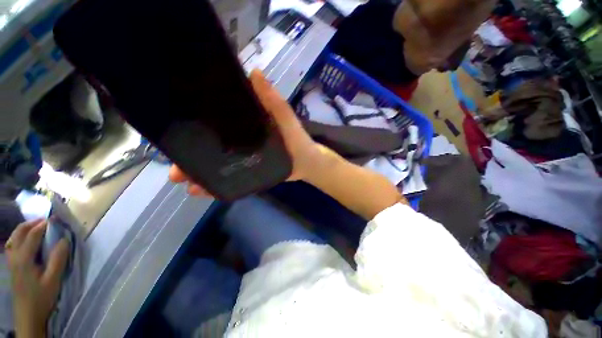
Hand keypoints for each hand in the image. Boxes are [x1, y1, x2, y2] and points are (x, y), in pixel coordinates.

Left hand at [5, 219, 68, 337]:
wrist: (28, 315)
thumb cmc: (42, 297)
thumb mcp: (53, 280)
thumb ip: (58, 259)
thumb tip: (64, 239)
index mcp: (24, 258)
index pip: (32, 235)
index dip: (43, 225)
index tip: (55, 219)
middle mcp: (15, 256)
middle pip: (19, 233)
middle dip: (32, 223)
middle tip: (46, 220)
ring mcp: (11, 261)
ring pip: (13, 238)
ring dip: (24, 229)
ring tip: (36, 227)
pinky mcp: (12, 265)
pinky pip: (12, 245)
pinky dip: (19, 237)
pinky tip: (26, 241)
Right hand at [169, 69, 325, 196]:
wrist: (306, 164)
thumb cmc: (297, 139)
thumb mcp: (285, 117)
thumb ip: (272, 100)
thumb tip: (254, 73)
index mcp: (246, 124)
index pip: (215, 121)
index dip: (195, 124)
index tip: (174, 129)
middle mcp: (240, 140)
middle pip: (210, 146)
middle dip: (191, 155)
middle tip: (174, 167)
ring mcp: (243, 157)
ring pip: (216, 164)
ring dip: (198, 172)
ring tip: (183, 182)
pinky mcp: (249, 171)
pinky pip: (229, 178)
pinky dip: (216, 185)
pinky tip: (201, 191)